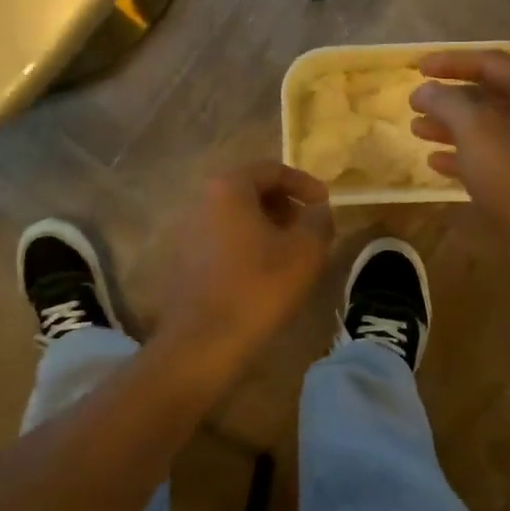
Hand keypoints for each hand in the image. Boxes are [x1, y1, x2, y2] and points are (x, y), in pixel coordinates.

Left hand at [150, 162, 333, 375]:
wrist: (204, 341)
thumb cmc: (259, 287)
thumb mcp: (305, 251)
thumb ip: (318, 221)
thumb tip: (318, 209)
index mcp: (228, 188)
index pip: (272, 169)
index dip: (304, 183)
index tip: (325, 203)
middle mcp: (202, 200)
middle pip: (251, 190)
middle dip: (284, 204)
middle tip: (309, 228)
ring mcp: (188, 229)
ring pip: (236, 216)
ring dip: (266, 226)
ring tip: (291, 252)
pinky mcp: (184, 258)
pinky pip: (222, 238)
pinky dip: (247, 244)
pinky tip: (264, 271)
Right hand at [410, 51, 509, 286]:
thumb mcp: (476, 131)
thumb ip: (447, 103)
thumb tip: (426, 88)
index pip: (490, 62)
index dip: (452, 61)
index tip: (418, 68)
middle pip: (489, 96)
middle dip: (449, 98)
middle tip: (416, 101)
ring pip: (489, 129)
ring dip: (451, 127)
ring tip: (417, 130)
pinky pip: (494, 160)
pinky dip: (464, 156)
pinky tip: (437, 163)